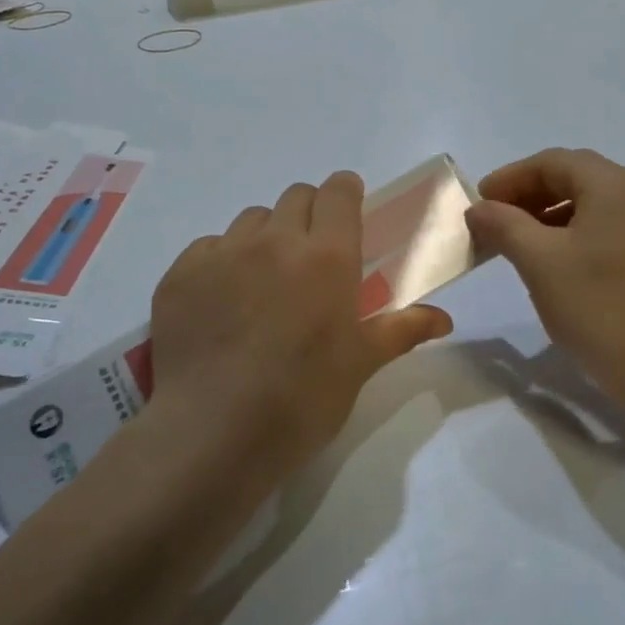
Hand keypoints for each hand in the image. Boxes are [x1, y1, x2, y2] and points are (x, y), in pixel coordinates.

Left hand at [146, 172, 452, 477]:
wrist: (213, 433)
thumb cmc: (302, 398)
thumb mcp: (361, 364)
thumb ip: (403, 330)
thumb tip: (444, 319)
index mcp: (327, 255)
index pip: (338, 191)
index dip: (346, 194)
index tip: (349, 214)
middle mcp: (275, 240)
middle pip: (296, 196)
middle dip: (310, 214)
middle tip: (312, 258)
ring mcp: (222, 253)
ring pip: (251, 220)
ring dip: (267, 236)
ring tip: (265, 282)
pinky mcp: (180, 274)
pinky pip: (209, 247)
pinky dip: (223, 261)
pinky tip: (223, 303)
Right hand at [465, 149, 624, 410]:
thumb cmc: (600, 309)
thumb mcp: (540, 262)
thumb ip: (504, 225)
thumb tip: (479, 208)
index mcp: (615, 184)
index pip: (552, 162)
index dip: (509, 178)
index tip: (478, 204)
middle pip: (574, 176)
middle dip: (528, 195)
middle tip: (492, 221)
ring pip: (590, 202)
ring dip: (548, 214)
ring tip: (515, 241)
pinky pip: (607, 225)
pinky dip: (573, 232)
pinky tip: (552, 259)